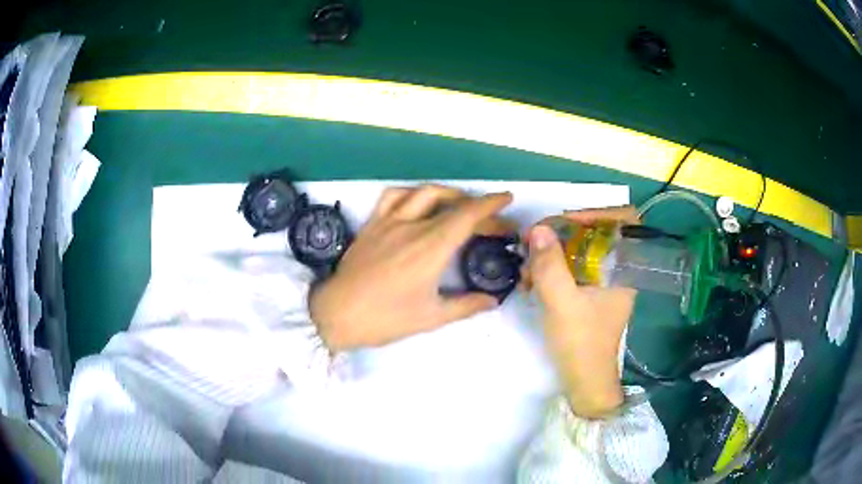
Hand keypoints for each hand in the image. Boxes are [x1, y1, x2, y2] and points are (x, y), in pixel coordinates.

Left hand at [310, 185, 513, 351]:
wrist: (337, 314)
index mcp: (431, 249)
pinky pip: (394, 196)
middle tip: (492, 224)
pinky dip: (413, 194)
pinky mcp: (372, 224)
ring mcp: (389, 221)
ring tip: (460, 206)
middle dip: (478, 209)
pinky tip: (419, 204)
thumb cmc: (385, 319)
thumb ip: (466, 306)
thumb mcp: (431, 317)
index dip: (490, 204)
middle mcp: (412, 227)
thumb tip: (493, 300)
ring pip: (424, 193)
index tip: (507, 199)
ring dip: (449, 194)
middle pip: (452, 205)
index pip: (467, 216)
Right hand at [525, 206, 638, 418]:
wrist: (583, 381)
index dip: (596, 213)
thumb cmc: (581, 344)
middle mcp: (618, 269)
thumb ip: (550, 266)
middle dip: (562, 235)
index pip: (624, 220)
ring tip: (527, 269)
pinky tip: (531, 282)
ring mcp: (603, 281)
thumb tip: (538, 229)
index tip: (564, 222)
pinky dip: (552, 268)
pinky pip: (573, 267)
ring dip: (552, 253)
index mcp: (624, 267)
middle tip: (534, 244)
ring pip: (580, 249)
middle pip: (595, 232)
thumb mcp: (562, 303)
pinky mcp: (590, 292)